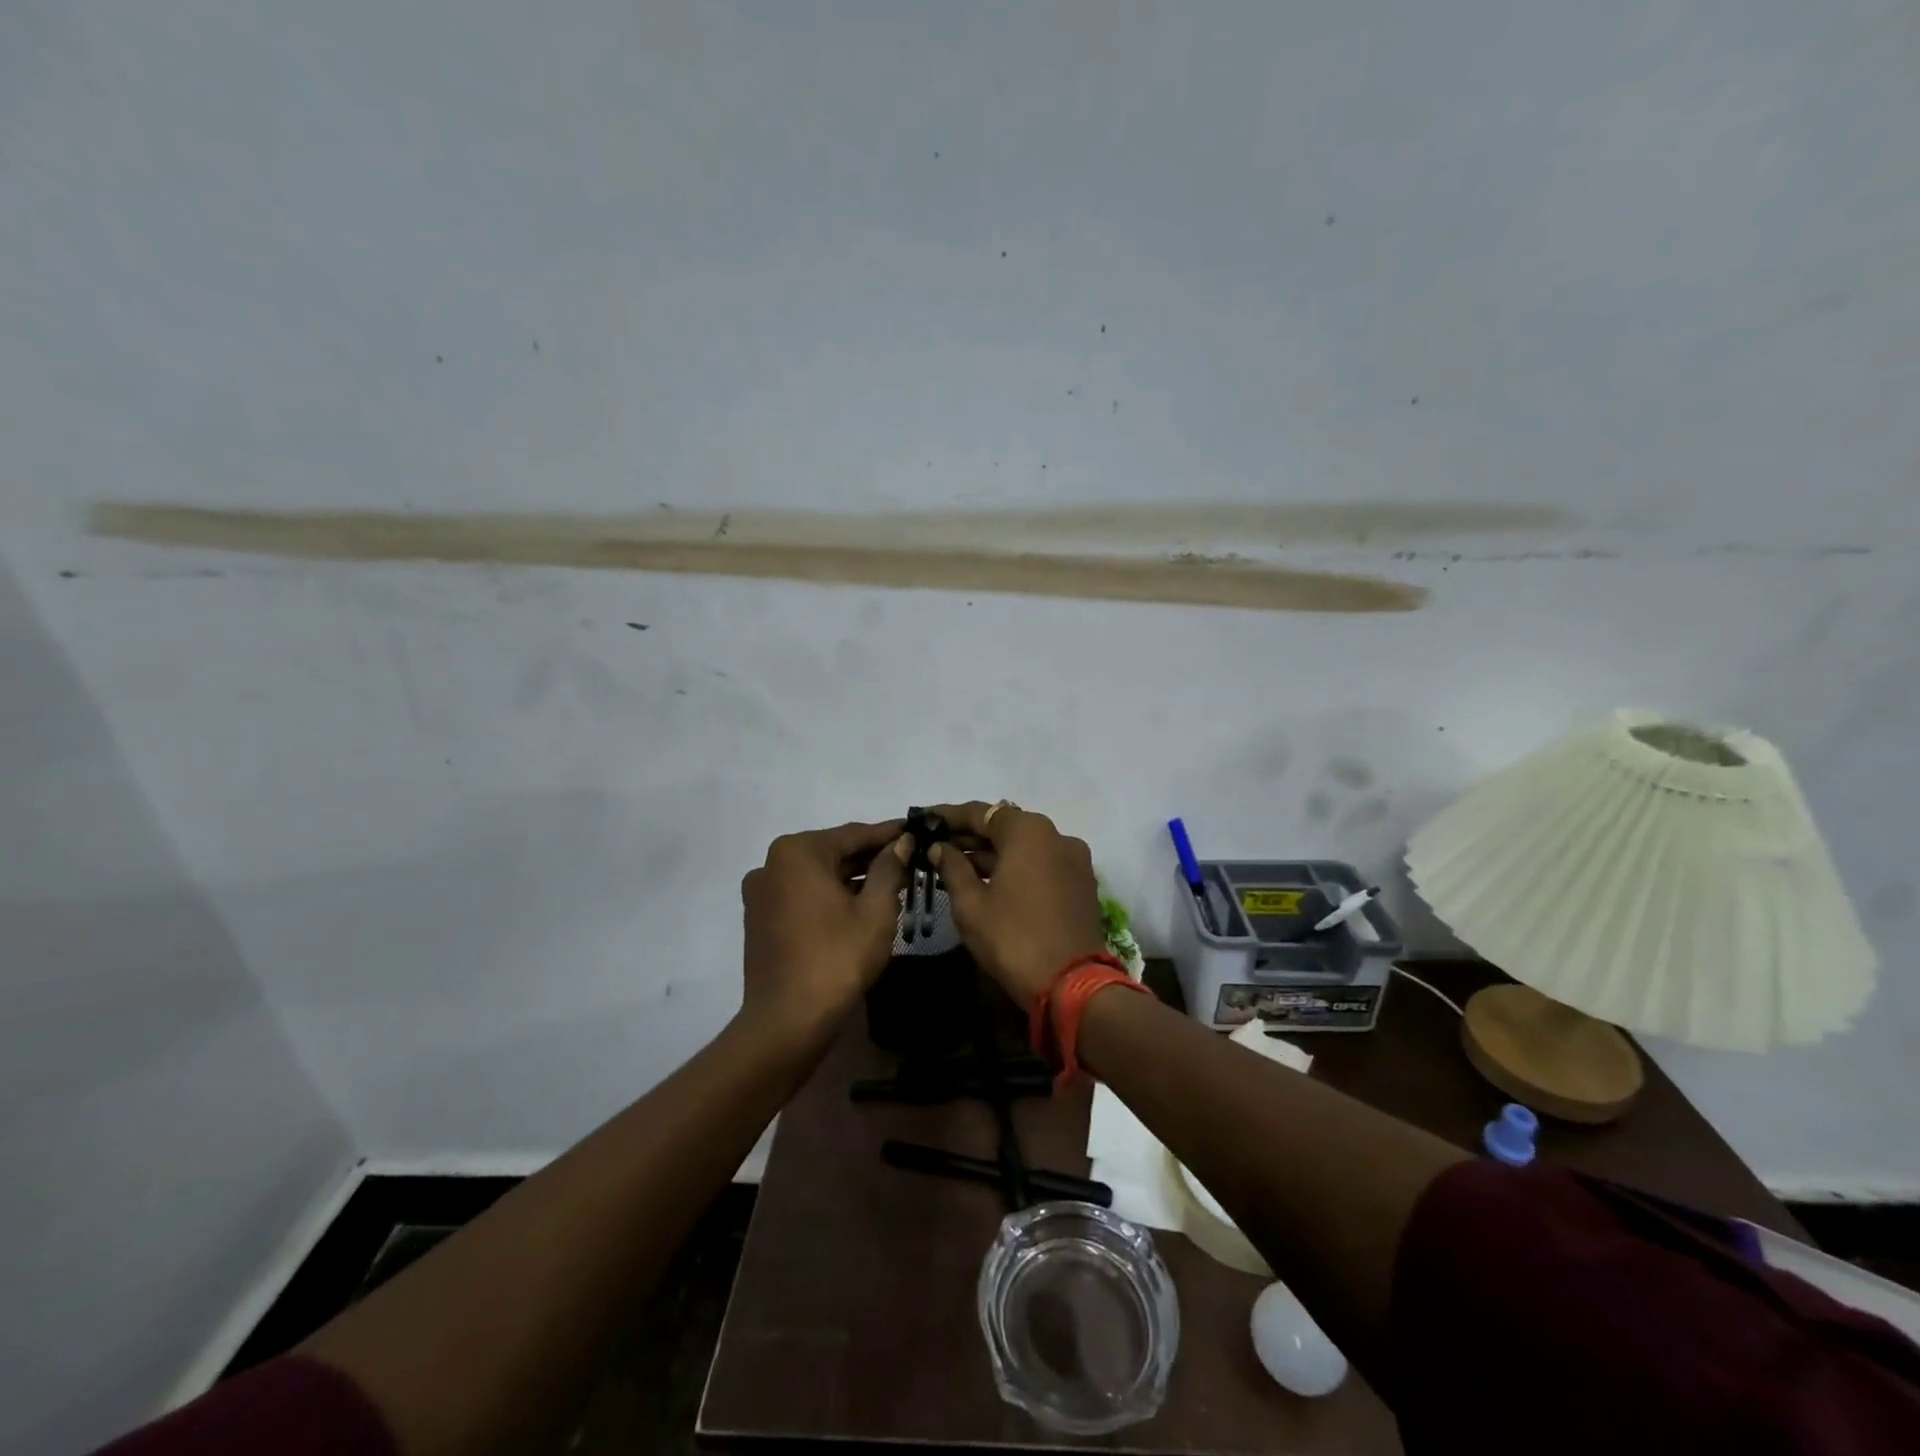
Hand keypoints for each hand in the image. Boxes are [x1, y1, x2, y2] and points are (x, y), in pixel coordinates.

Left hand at [739, 820, 911, 1046]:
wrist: (787, 1021)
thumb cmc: (837, 959)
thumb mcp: (875, 910)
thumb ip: (889, 868)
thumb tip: (902, 841)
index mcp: (798, 852)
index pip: (854, 834)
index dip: (890, 834)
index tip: (917, 830)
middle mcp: (772, 863)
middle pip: (833, 852)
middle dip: (871, 857)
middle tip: (910, 859)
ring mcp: (762, 892)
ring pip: (818, 875)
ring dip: (852, 878)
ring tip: (893, 882)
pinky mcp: (760, 919)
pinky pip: (803, 895)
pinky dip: (830, 895)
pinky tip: (860, 905)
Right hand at [926, 802, 1107, 1005]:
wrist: (1072, 986)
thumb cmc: (1012, 939)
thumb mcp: (971, 904)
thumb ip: (952, 868)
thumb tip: (940, 847)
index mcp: (1029, 831)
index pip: (980, 812)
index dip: (948, 817)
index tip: (923, 820)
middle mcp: (1056, 835)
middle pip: (1005, 827)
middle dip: (970, 836)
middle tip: (935, 846)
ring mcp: (1073, 859)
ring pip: (1024, 847)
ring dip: (991, 853)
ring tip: (955, 866)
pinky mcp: (1081, 883)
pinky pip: (1040, 864)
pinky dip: (1014, 867)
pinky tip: (988, 881)